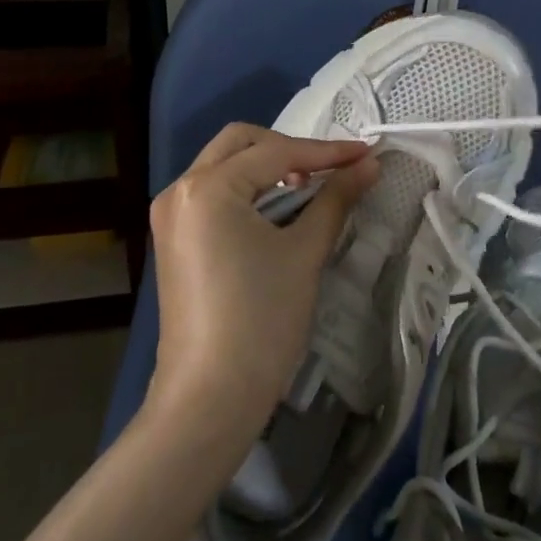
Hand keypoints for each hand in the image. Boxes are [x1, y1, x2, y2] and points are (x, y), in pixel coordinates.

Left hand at [146, 125, 377, 442]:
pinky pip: (212, 193)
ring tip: (307, 190)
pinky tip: (275, 211)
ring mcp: (170, 214)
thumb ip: (336, 199)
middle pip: (240, 143)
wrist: (210, 397)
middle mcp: (180, 189)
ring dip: (266, 167)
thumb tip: (370, 164)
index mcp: (208, 187)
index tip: (366, 153)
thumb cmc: (261, 320)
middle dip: (289, 150)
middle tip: (329, 171)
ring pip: (223, 165)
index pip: (276, 153)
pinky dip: (245, 190)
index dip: (326, 152)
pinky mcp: (172, 238)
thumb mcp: (304, 253)